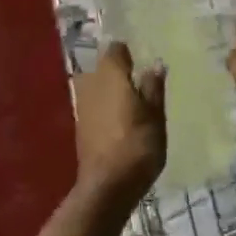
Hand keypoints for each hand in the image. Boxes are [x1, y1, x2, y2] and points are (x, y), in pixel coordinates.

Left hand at [72, 42, 166, 210]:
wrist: (106, 186)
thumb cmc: (137, 145)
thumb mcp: (155, 116)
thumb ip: (153, 87)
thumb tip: (155, 63)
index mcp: (111, 74)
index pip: (116, 49)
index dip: (129, 52)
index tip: (142, 57)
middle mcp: (92, 82)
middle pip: (103, 66)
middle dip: (118, 69)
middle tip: (139, 78)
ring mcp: (82, 104)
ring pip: (96, 84)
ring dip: (110, 88)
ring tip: (131, 98)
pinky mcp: (80, 124)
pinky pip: (93, 103)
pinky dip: (104, 105)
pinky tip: (119, 117)